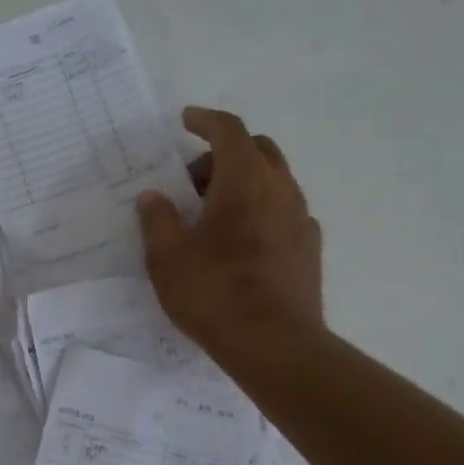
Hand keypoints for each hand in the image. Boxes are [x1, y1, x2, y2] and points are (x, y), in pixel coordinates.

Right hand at [136, 107, 322, 356]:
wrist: (274, 344)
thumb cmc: (214, 294)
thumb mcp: (166, 258)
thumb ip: (157, 219)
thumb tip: (154, 197)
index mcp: (244, 181)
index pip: (230, 131)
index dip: (206, 120)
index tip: (186, 121)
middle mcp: (280, 189)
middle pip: (258, 149)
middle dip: (224, 154)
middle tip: (193, 182)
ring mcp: (301, 219)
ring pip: (274, 180)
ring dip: (244, 183)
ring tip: (214, 216)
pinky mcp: (310, 248)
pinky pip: (284, 211)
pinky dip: (261, 210)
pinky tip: (242, 243)